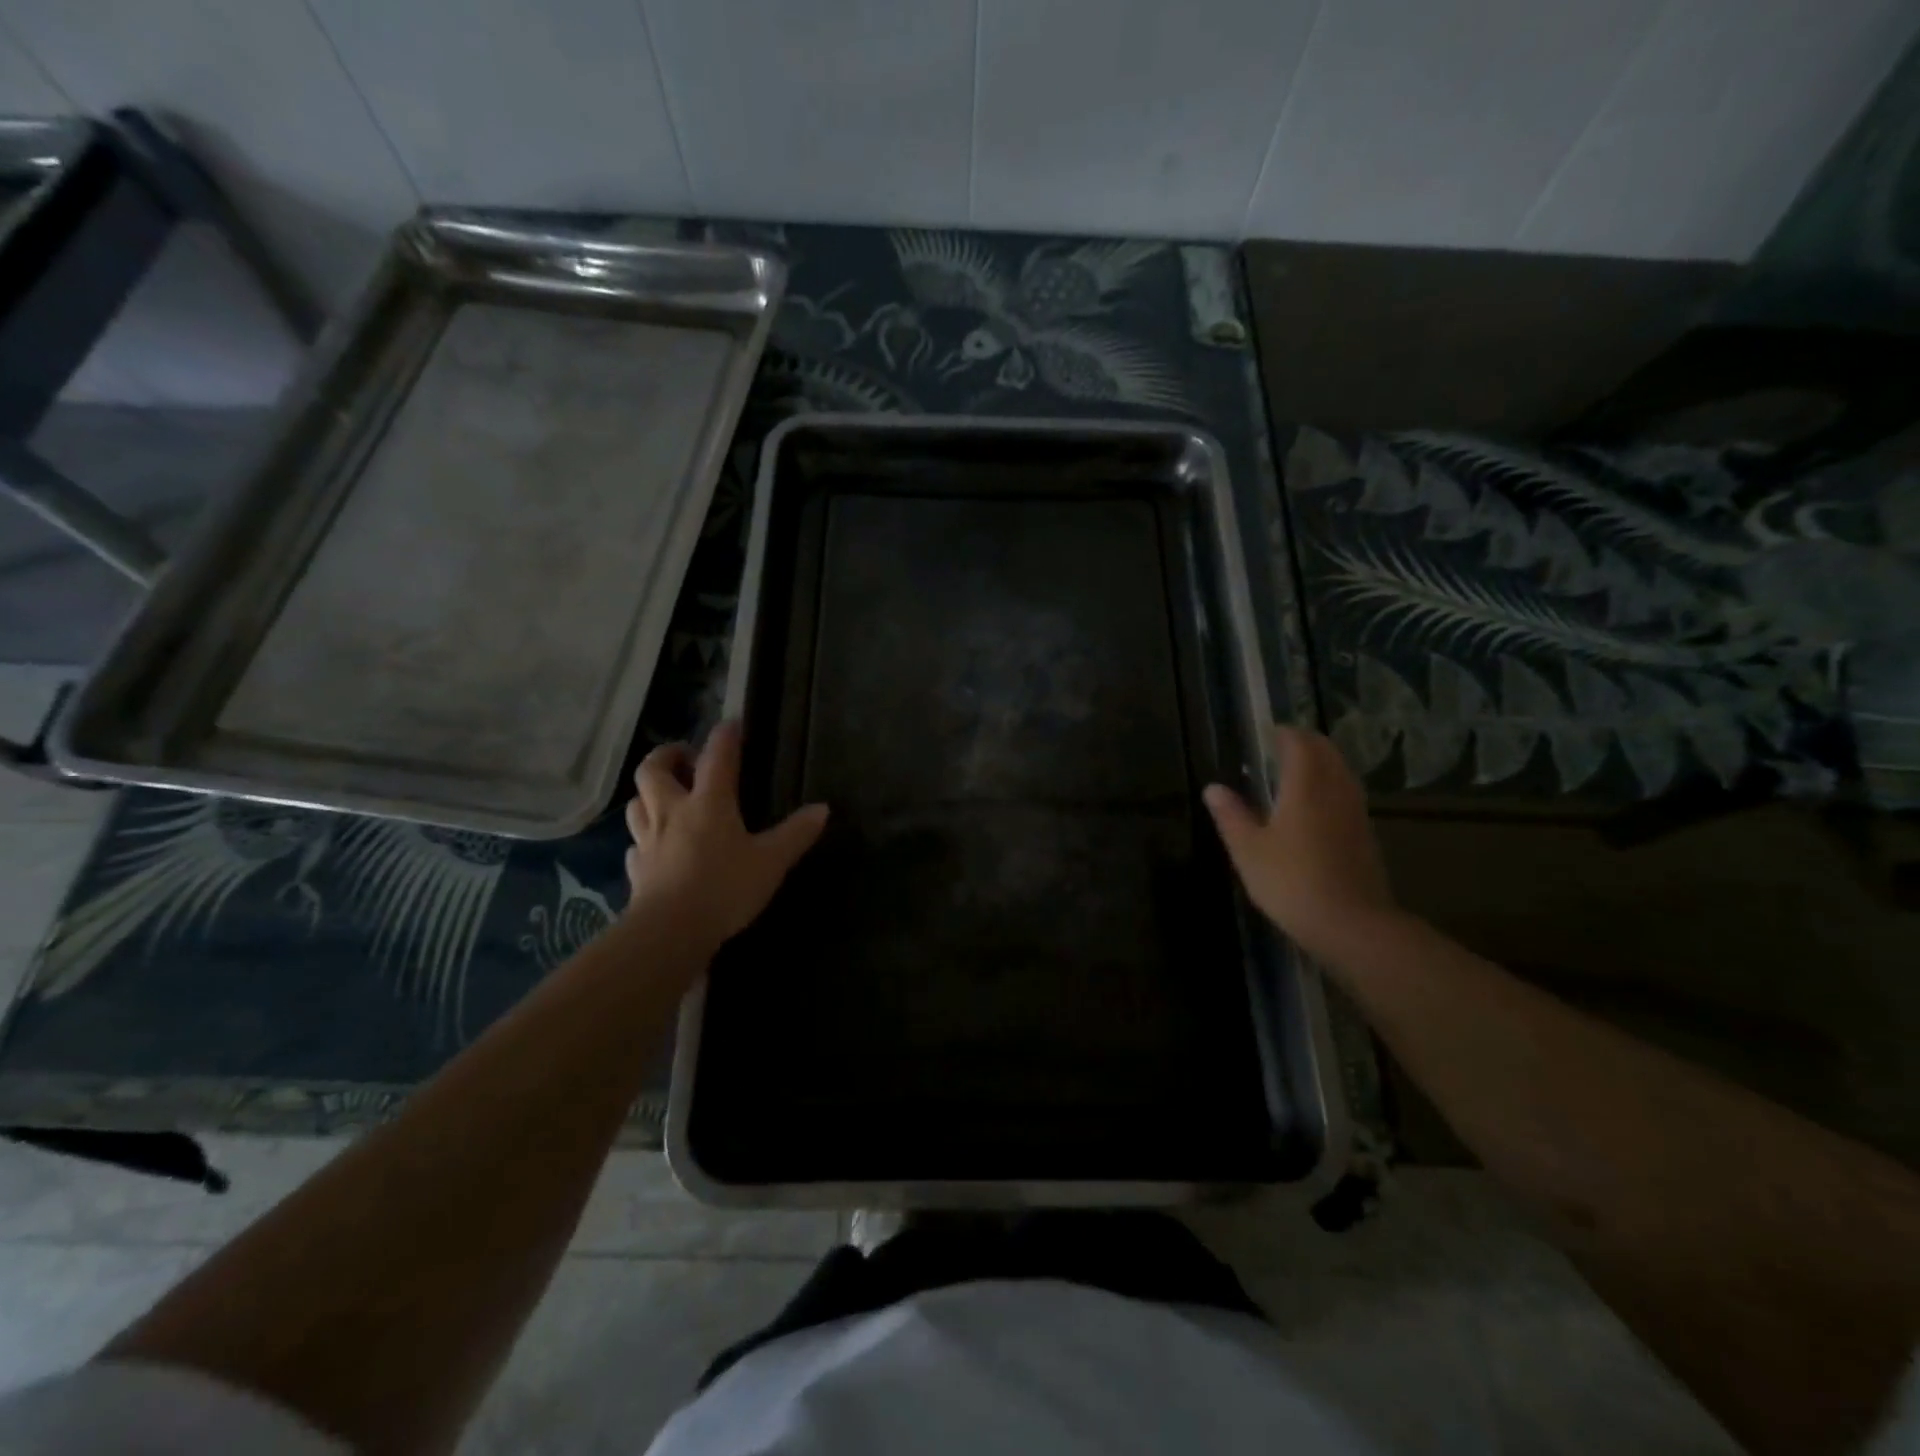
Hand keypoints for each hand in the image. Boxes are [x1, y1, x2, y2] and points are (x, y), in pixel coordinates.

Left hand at [624, 721, 828, 951]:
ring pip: (637, 802)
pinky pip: (634, 843)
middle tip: (685, 758)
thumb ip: (796, 833)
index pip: (716, 756)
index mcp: (709, 802)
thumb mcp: (771, 861)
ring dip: (649, 792)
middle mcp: (672, 811)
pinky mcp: (636, 869)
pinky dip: (644, 836)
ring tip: (667, 796)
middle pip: (654, 769)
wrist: (670, 931)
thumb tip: (823, 808)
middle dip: (667, 755)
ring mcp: (648, 840)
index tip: (732, 724)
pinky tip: (654, 846)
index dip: (725, 736)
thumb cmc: (725, 888)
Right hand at [1203, 726, 1398, 963]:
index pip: (1300, 744)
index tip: (1268, 733)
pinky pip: (1349, 793)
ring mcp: (1355, 813)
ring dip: (1323, 762)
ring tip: (1300, 770)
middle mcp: (1335, 791)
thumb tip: (1214, 788)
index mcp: (1306, 787)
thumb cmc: (1291, 882)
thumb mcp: (1248, 851)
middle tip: (1283, 746)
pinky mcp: (1365, 835)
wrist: (1351, 924)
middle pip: (1327, 752)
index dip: (1285, 734)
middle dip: (1307, 743)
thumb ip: (1231, 815)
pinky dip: (1333, 785)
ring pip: (1342, 772)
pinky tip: (1318, 805)